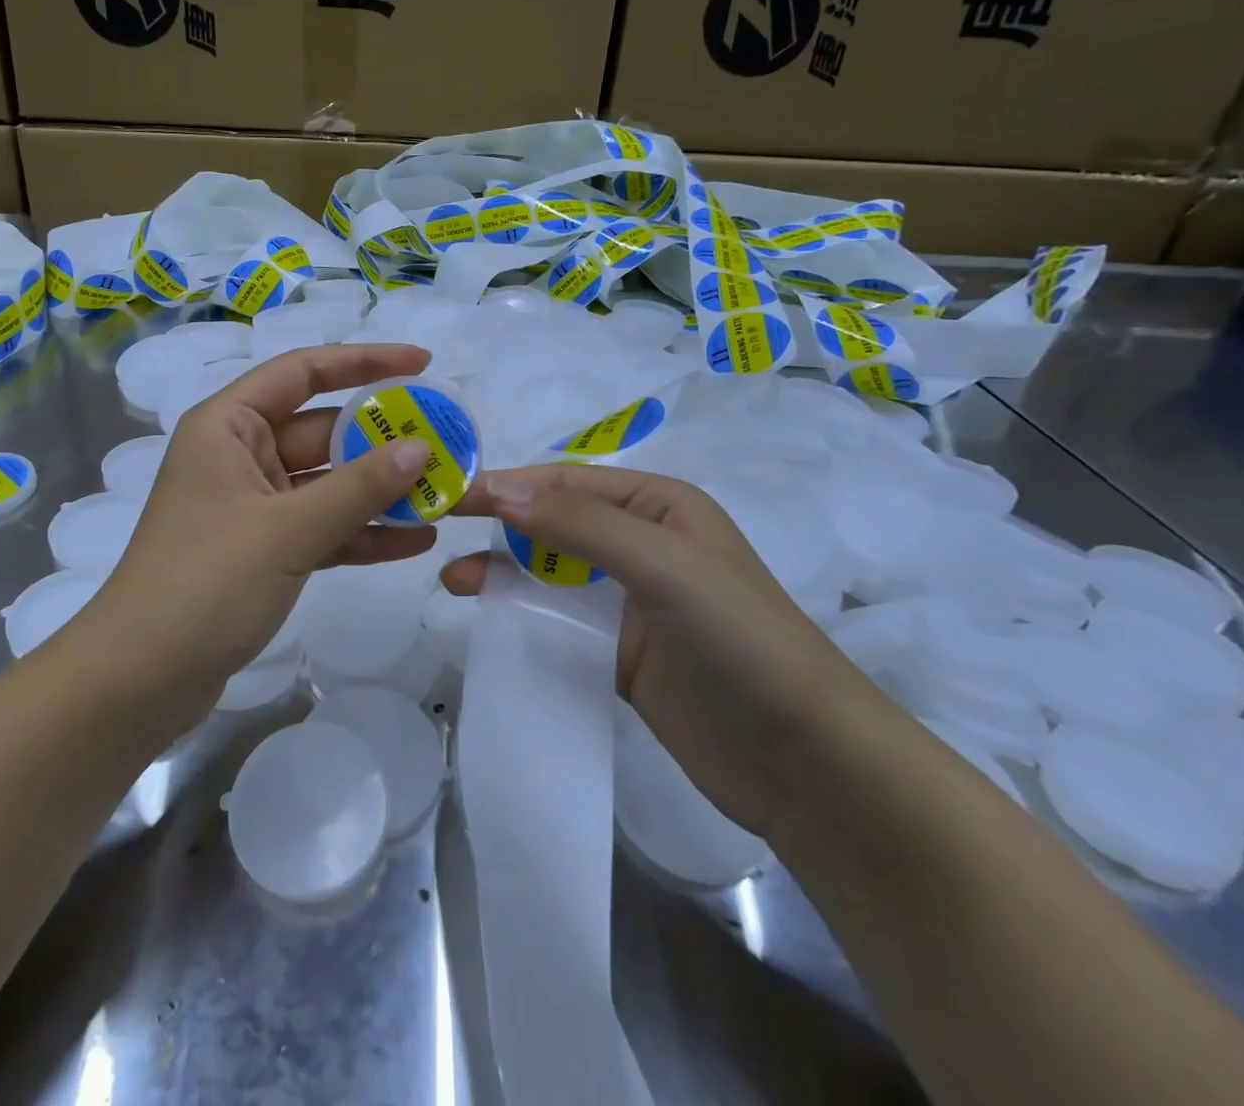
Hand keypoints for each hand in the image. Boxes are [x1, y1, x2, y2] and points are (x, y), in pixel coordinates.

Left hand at [85, 342, 438, 709]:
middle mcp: (241, 456)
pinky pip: (322, 527)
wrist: (139, 681)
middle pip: (322, 430)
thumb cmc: (205, 584)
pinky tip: (415, 540)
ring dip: (379, 490)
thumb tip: (420, 447)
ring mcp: (253, 506)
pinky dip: (361, 533)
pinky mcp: (263, 550)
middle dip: (382, 439)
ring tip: (442, 492)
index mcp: (229, 426)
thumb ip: (357, 488)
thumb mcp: (288, 530)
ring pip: (328, 483)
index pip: (303, 372)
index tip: (422, 363)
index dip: (363, 361)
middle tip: (445, 441)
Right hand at [441, 464, 891, 840]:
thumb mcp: (664, 564)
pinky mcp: (621, 652)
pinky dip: (524, 613)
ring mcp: (631, 600)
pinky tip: (490, 617)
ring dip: (504, 569)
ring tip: (454, 580)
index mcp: (659, 505)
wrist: (805, 761)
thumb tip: (501, 489)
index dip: (509, 484)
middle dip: (500, 523)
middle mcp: (643, 543)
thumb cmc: (739, 639)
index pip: (567, 482)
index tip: (450, 495)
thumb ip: (582, 525)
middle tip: (439, 529)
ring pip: (551, 571)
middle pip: (555, 521)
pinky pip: (560, 619)